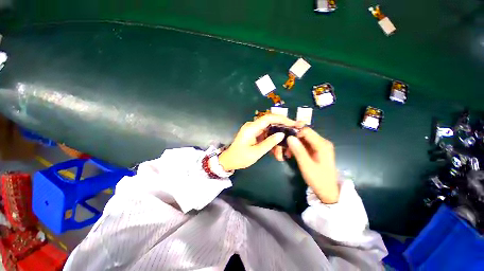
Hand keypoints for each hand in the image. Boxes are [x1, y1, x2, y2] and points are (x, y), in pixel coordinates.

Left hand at [219, 114, 295, 170]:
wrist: (229, 161)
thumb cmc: (240, 157)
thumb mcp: (256, 152)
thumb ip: (269, 143)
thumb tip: (282, 134)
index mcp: (251, 128)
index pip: (269, 118)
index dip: (282, 119)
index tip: (293, 124)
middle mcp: (252, 126)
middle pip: (271, 124)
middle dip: (281, 132)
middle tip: (291, 139)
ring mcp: (253, 130)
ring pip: (269, 131)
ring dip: (276, 141)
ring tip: (281, 153)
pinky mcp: (254, 134)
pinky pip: (266, 135)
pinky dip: (271, 142)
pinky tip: (275, 152)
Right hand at [287, 127, 339, 203]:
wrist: (328, 191)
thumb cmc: (318, 179)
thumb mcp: (306, 165)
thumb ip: (298, 151)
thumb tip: (289, 137)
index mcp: (322, 144)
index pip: (306, 130)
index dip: (295, 133)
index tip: (285, 140)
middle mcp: (322, 142)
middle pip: (304, 134)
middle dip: (293, 139)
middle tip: (284, 147)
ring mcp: (319, 146)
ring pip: (303, 139)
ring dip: (294, 144)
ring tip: (287, 153)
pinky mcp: (316, 150)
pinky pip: (304, 144)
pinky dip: (297, 148)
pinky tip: (291, 154)